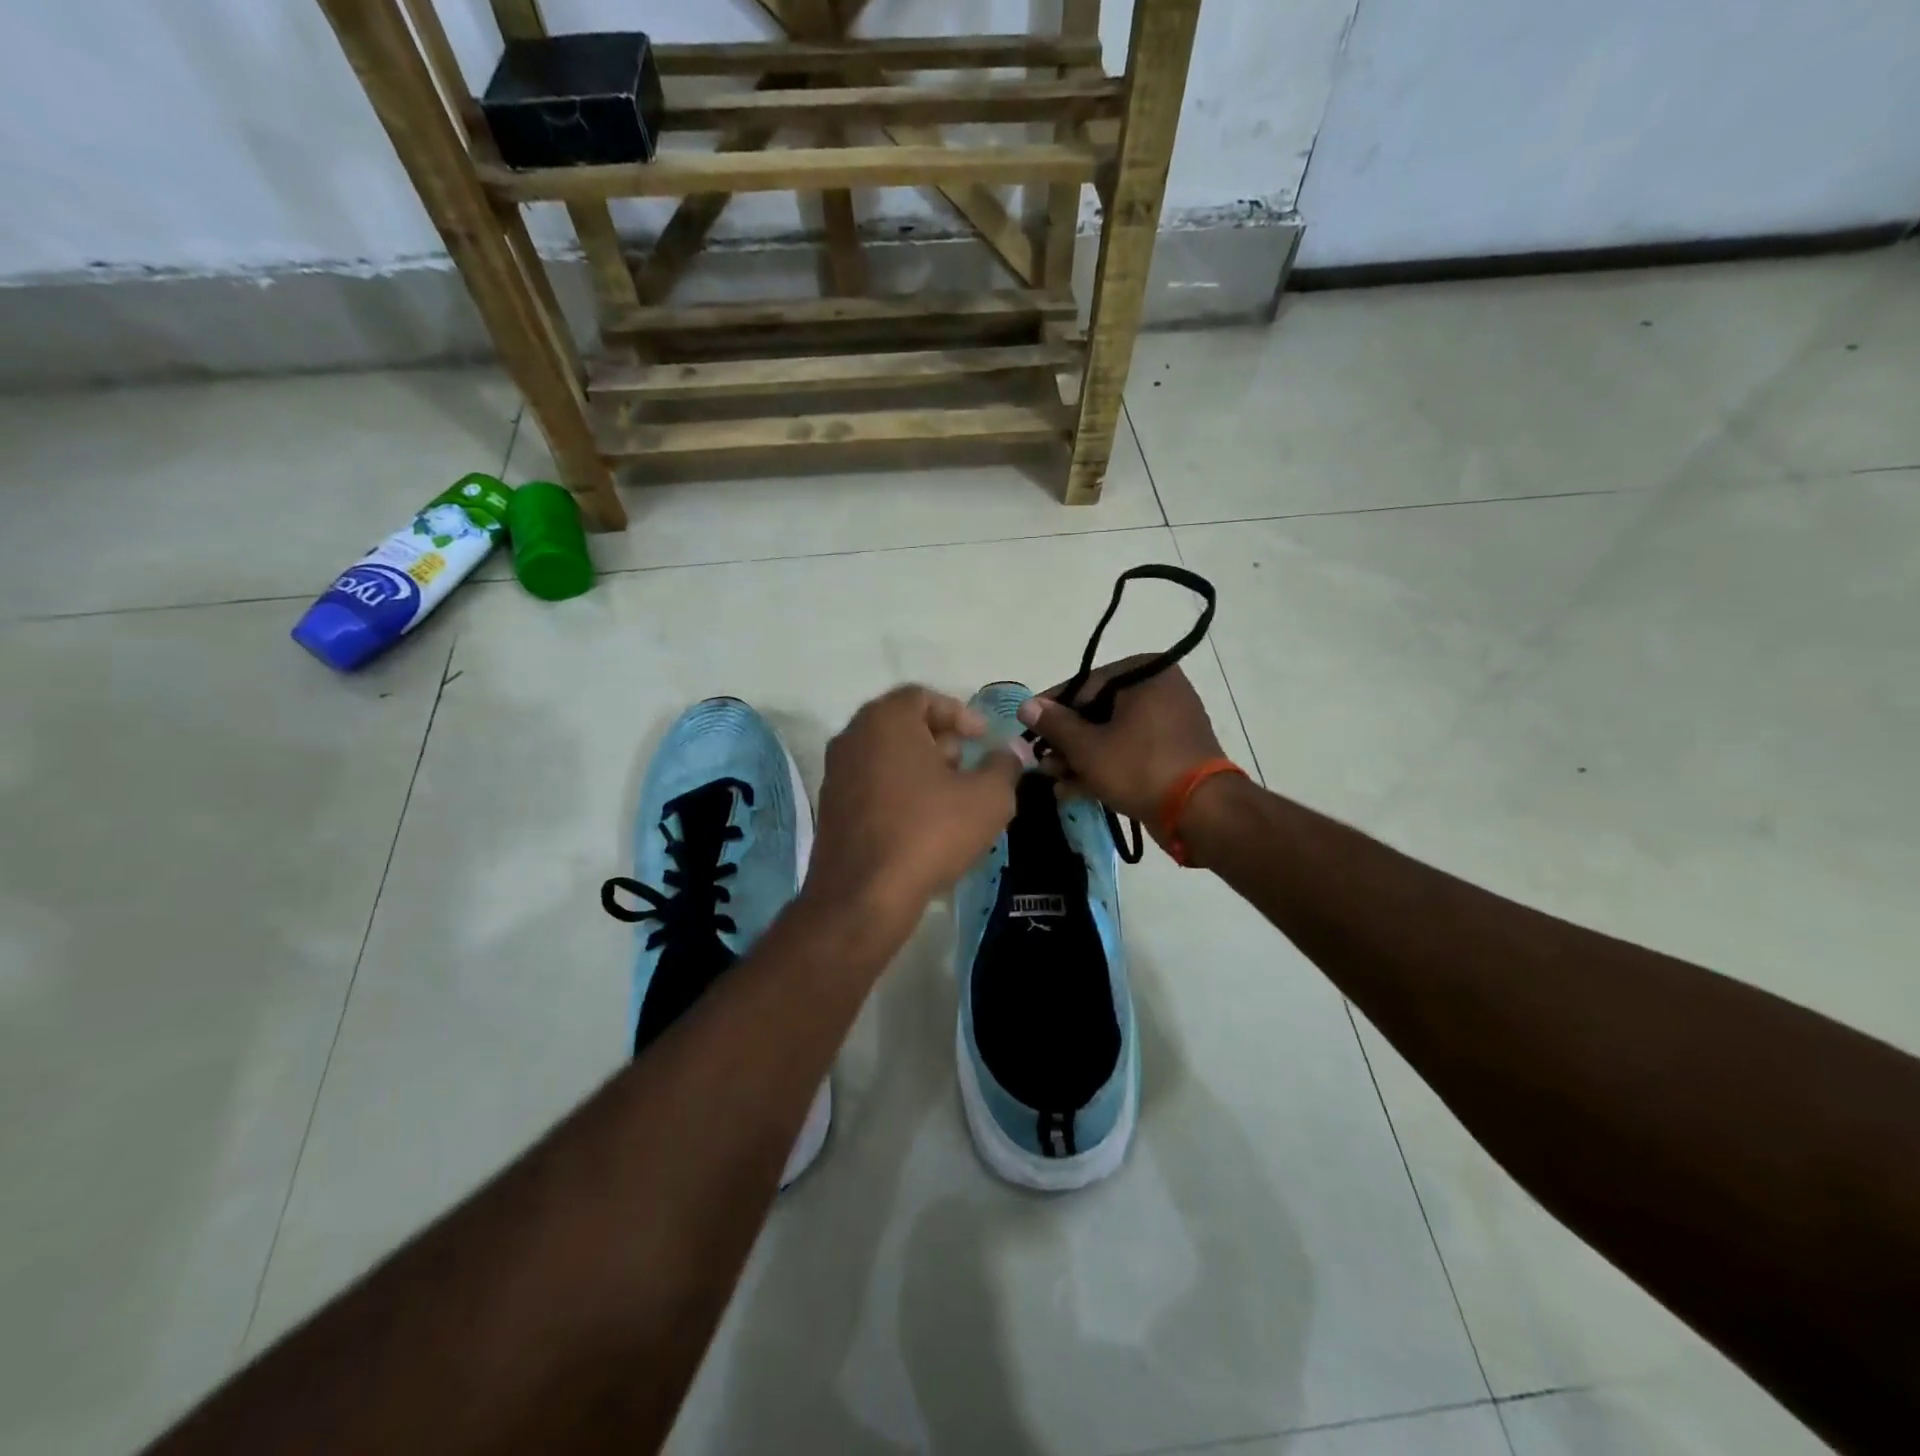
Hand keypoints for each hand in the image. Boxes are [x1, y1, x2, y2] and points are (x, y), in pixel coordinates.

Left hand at [804, 686, 1026, 930]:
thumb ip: (1004, 766)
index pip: (923, 697)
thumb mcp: (988, 798)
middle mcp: (852, 737)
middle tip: (969, 766)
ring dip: (921, 769)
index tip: (983, 738)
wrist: (863, 897)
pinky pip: (872, 785)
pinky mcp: (830, 809)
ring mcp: (835, 774)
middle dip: (941, 741)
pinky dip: (900, 792)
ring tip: (952, 798)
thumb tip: (1010, 753)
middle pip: (902, 725)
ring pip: (887, 757)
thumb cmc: (929, 832)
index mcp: (885, 720)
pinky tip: (924, 823)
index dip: (960, 713)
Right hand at [1016, 656, 1226, 843]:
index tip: (1028, 730)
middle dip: (1066, 742)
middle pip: (1097, 712)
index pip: (1084, 686)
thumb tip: (1026, 705)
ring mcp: (1169, 723)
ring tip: (1054, 780)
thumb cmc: (1140, 767)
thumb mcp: (1087, 747)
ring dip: (1080, 759)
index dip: (1052, 710)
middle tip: (1042, 763)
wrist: (1201, 813)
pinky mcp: (1172, 753)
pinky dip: (1104, 767)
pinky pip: (1130, 752)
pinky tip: (1074, 789)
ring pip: (1112, 735)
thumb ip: (1054, 724)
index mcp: (1144, 674)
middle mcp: (1160, 690)